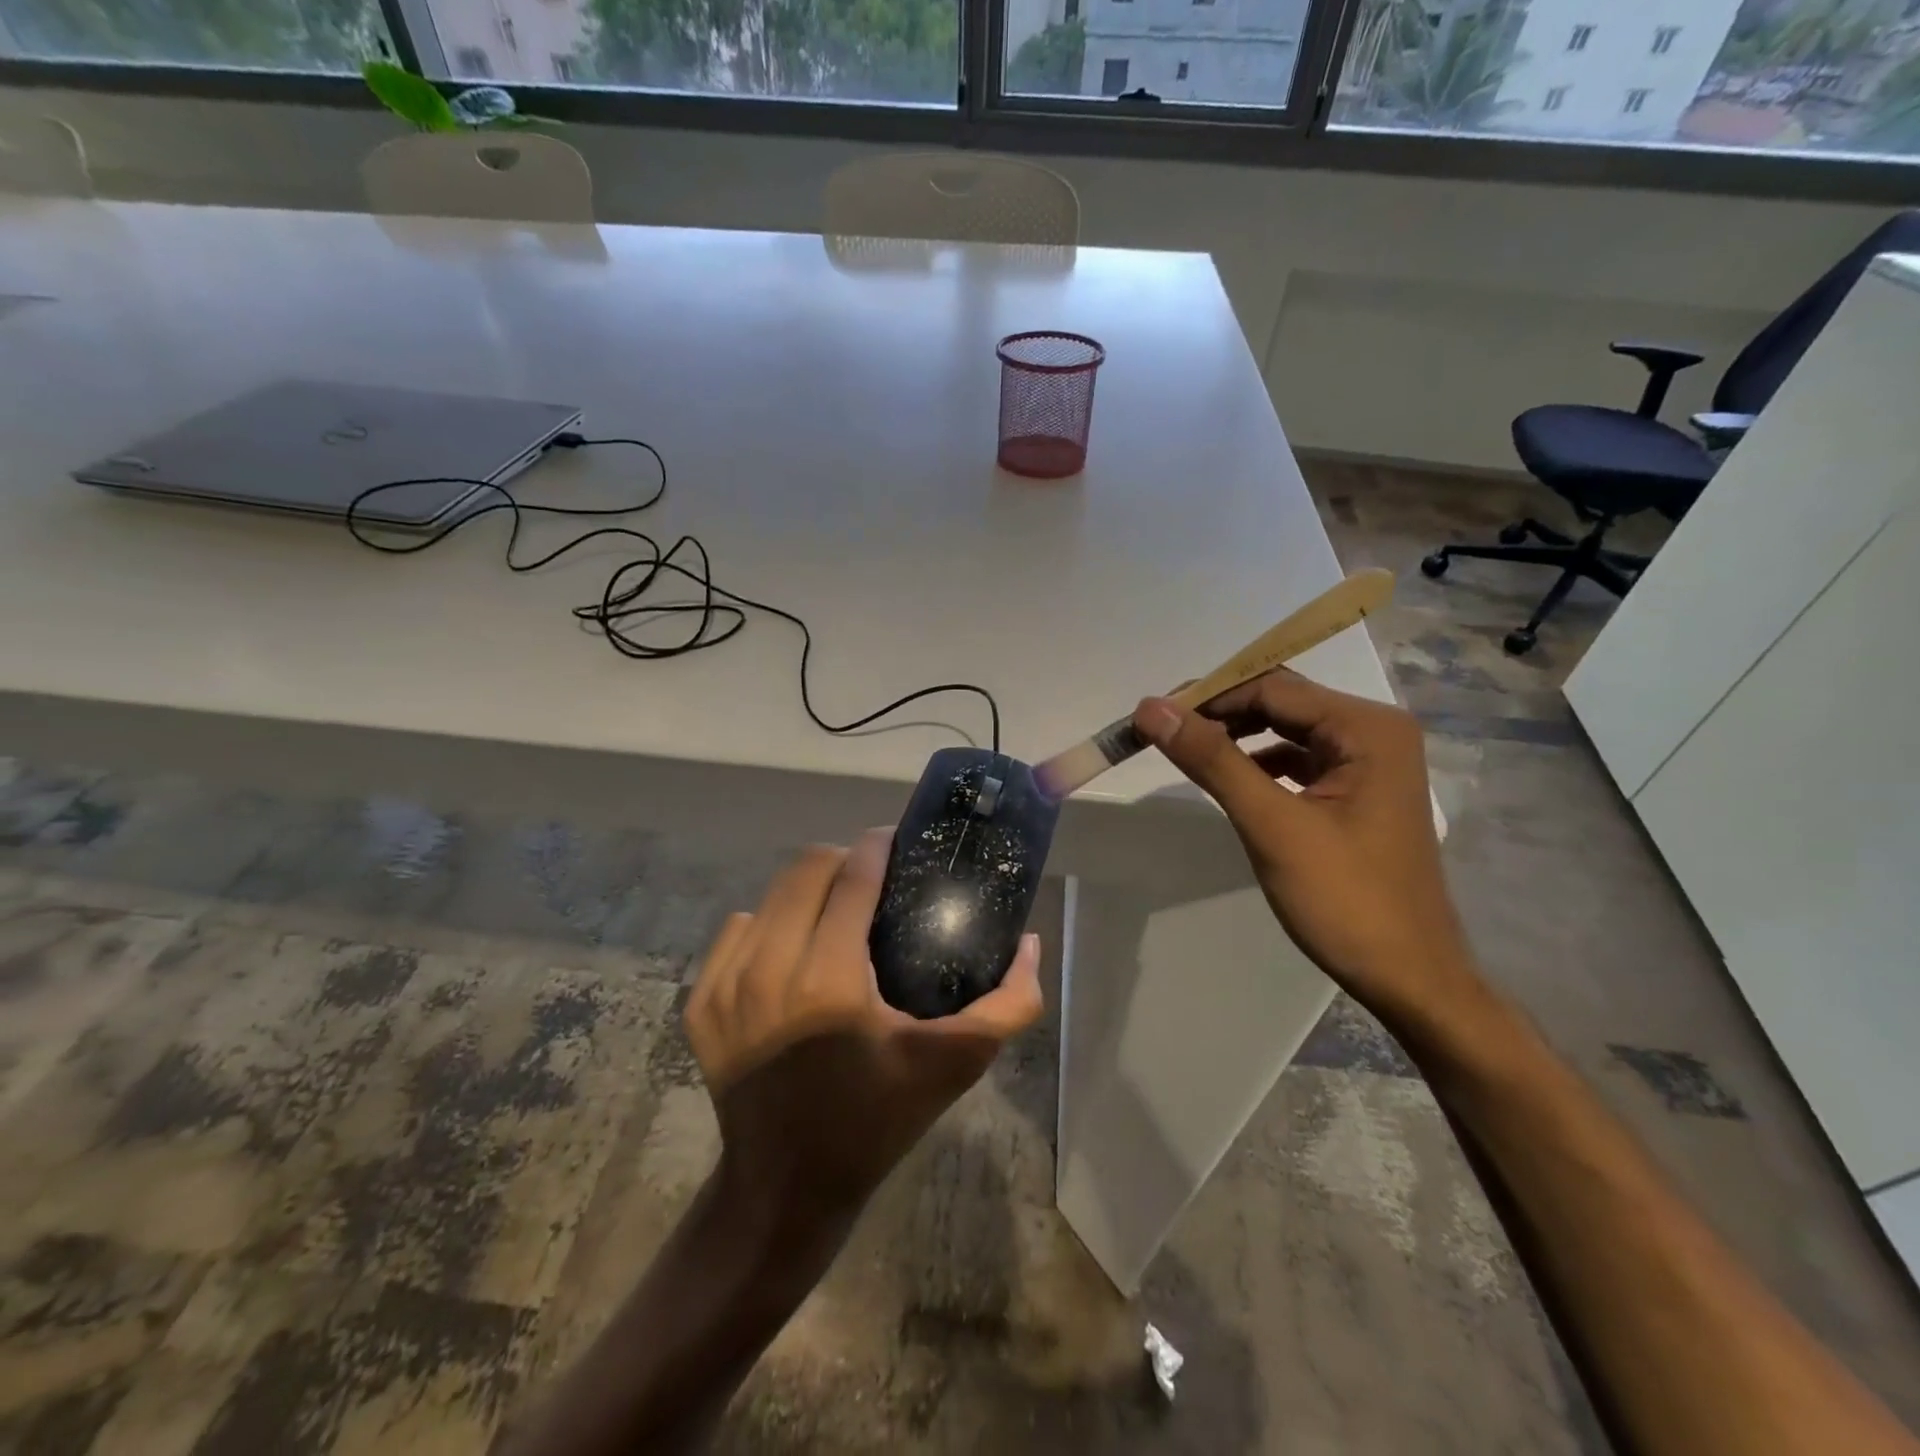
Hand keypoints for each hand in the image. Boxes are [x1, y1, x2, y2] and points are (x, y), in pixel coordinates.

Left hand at [686, 828, 1043, 1221]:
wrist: (785, 1187)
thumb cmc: (876, 1120)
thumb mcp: (953, 1066)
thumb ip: (1008, 1005)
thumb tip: (1029, 942)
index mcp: (829, 980)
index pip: (854, 875)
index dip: (880, 846)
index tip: (899, 843)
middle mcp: (768, 970)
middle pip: (807, 868)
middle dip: (846, 859)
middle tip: (874, 880)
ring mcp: (725, 985)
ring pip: (771, 894)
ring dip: (809, 890)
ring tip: (837, 913)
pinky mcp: (700, 1001)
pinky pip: (738, 929)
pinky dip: (770, 925)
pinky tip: (794, 952)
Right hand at [1134, 669, 1474, 1023]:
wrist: (1408, 978)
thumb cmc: (1344, 899)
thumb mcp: (1271, 824)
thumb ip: (1212, 760)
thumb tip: (1150, 708)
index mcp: (1367, 728)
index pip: (1272, 688)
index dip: (1208, 696)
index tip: (1152, 716)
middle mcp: (1374, 732)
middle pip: (1281, 703)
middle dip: (1220, 714)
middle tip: (1162, 732)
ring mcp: (1369, 763)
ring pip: (1287, 731)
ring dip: (1236, 738)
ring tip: (1187, 752)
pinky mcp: (1357, 793)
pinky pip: (1298, 761)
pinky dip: (1259, 764)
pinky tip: (1232, 782)